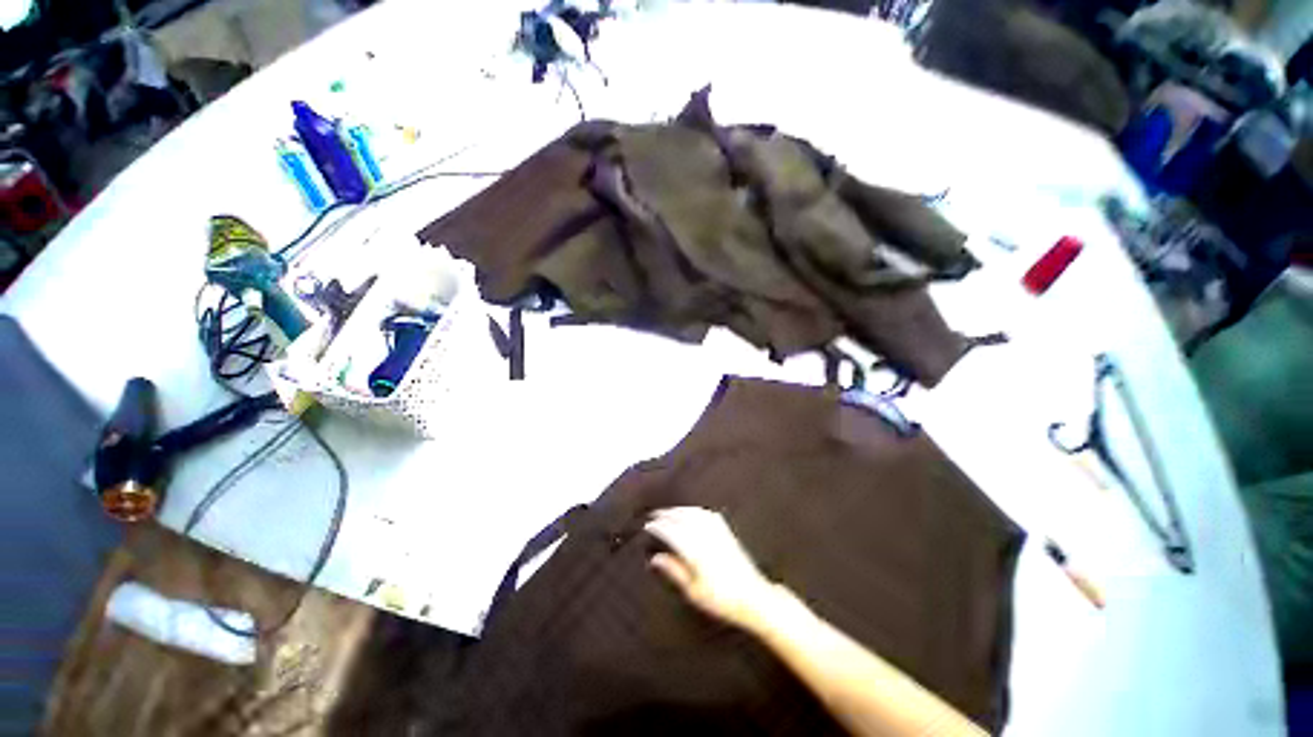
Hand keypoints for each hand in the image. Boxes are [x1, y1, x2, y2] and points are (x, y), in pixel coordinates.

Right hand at [644, 507, 778, 631]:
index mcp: (695, 550)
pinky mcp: (727, 532)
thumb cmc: (720, 599)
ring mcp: (717, 532)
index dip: (658, 526)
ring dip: (680, 510)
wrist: (753, 597)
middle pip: (682, 518)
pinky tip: (693, 511)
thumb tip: (655, 558)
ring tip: (669, 511)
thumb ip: (674, 570)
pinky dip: (696, 510)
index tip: (648, 525)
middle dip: (667, 514)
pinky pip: (708, 514)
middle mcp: (705, 536)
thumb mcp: (693, 591)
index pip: (671, 531)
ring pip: (695, 513)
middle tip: (654, 515)